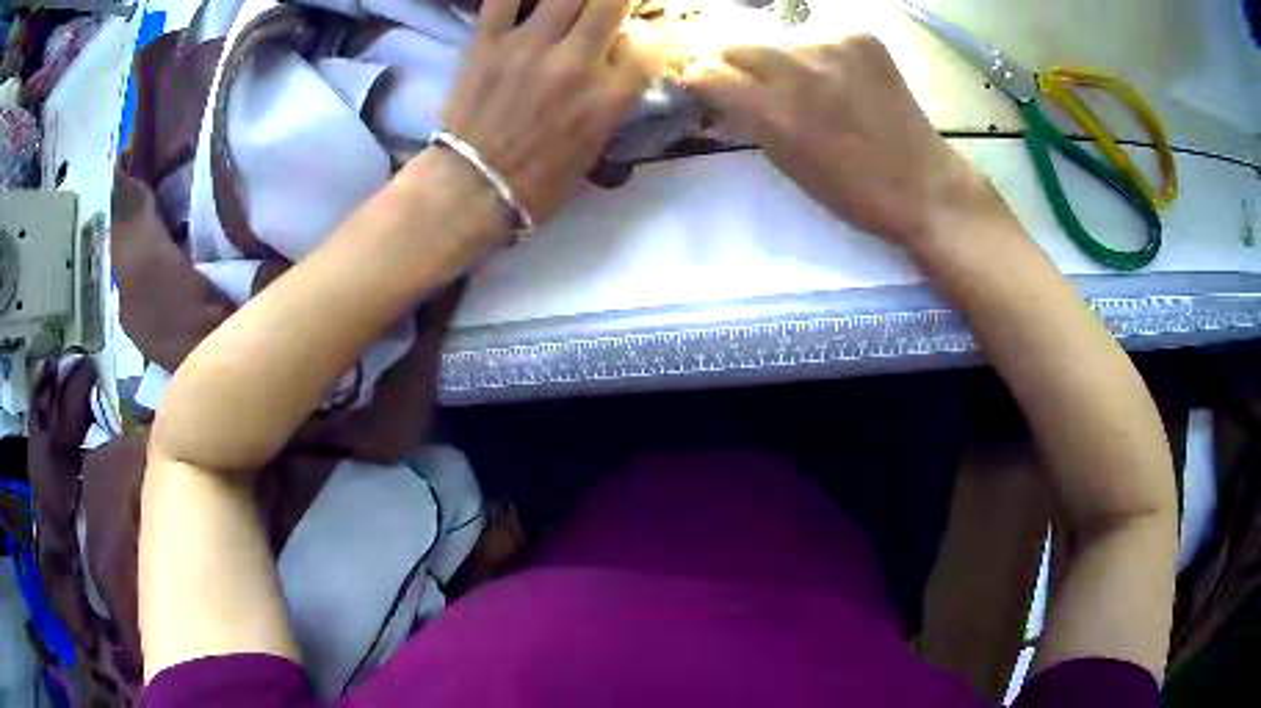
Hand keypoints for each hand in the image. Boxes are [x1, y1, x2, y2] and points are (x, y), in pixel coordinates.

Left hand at [442, 0, 651, 228]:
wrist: (473, 190)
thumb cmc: (539, 182)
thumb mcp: (597, 145)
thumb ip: (614, 97)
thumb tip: (618, 58)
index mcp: (610, 97)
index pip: (650, 41)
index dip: (646, 31)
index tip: (634, 32)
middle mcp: (578, 64)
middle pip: (613, 1)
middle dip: (614, 1)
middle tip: (602, 8)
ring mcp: (530, 47)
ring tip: (569, 5)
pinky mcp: (488, 42)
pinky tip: (527, 1)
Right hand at [684, 36, 1005, 248]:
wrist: (923, 185)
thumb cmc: (851, 191)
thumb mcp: (785, 163)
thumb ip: (748, 118)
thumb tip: (719, 91)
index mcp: (773, 111)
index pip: (703, 72)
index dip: (704, 83)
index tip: (713, 92)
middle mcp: (796, 68)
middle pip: (736, 47)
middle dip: (738, 67)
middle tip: (762, 89)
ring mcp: (831, 45)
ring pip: (781, 42)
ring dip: (785, 61)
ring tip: (817, 89)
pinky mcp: (860, 36)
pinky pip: (820, 37)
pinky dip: (824, 56)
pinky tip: (847, 81)